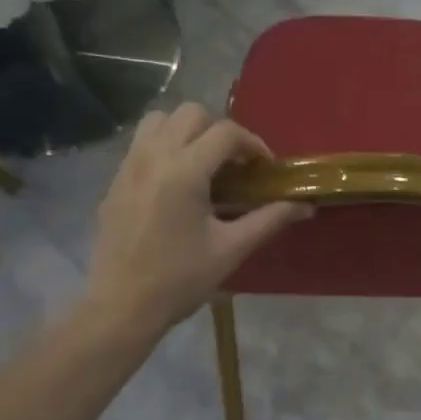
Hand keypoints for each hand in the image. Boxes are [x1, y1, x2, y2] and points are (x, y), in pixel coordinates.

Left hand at [86, 103, 309, 333]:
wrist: (122, 306)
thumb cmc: (181, 279)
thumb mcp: (231, 249)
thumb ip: (270, 219)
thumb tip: (306, 206)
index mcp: (184, 171)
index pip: (226, 132)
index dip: (253, 144)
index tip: (265, 168)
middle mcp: (154, 157)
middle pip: (191, 113)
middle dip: (220, 131)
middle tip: (235, 164)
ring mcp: (129, 166)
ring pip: (160, 119)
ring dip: (188, 130)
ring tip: (204, 163)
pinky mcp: (115, 181)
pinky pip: (142, 143)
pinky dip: (165, 146)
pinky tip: (177, 182)